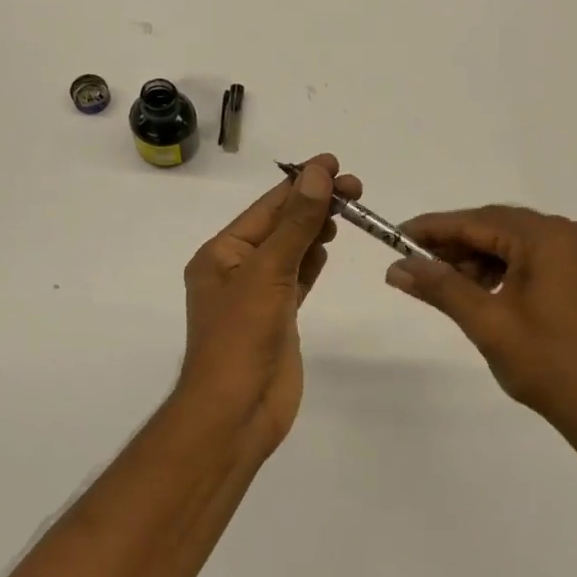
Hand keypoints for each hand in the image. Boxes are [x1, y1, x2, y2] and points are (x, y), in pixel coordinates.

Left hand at [176, 154, 359, 462]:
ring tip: (346, 210)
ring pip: (291, 251)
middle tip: (355, 189)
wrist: (236, 412)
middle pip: (280, 226)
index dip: (301, 183)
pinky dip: (312, 262)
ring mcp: (257, 296)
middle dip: (313, 204)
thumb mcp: (268, 273)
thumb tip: (318, 174)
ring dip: (314, 229)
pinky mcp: (278, 319)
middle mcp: (236, 270)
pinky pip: (297, 279)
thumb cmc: (241, 338)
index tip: (335, 163)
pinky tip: (327, 247)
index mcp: (221, 254)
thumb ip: (296, 224)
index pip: (267, 207)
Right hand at [385, 206, 576, 453]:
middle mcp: (569, 233)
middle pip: (497, 226)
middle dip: (454, 244)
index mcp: (548, 238)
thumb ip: (441, 288)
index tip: (394, 237)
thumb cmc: (549, 365)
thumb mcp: (487, 323)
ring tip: (446, 286)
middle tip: (414, 265)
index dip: (432, 228)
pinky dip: (503, 269)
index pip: (477, 221)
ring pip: (515, 243)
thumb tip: (396, 268)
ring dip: (478, 258)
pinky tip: (482, 292)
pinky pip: (534, 258)